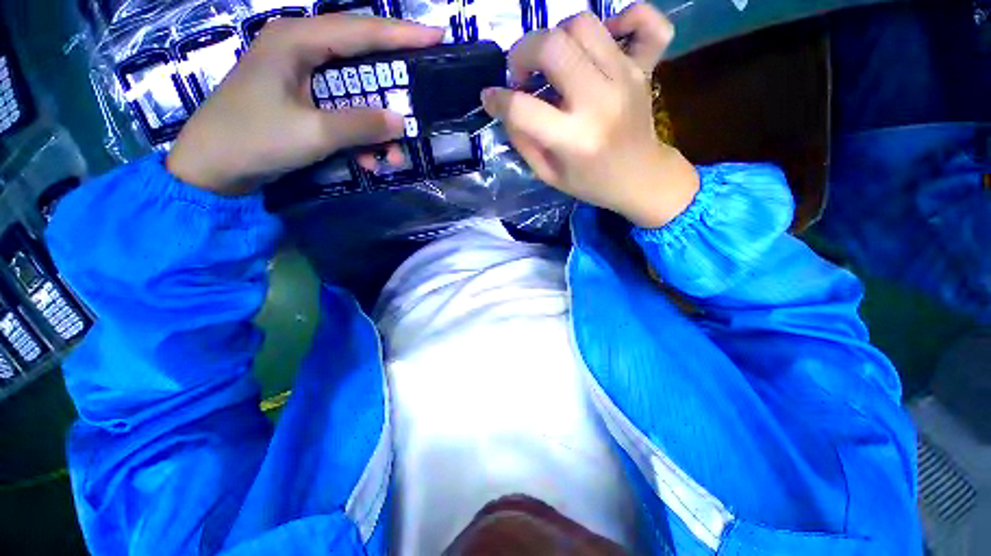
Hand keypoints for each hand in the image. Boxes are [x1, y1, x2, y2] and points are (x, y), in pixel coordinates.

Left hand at [167, 16, 442, 195]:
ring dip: (377, 127)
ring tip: (393, 156)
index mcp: (297, 41)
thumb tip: (401, 121)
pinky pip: (341, 111)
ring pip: (355, 93)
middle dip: (393, 89)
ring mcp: (300, 76)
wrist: (211, 168)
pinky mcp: (301, 100)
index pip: (361, 30)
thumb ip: (360, 125)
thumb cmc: (253, 140)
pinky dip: (359, 136)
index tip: (437, 36)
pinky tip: (368, 160)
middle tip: (422, 100)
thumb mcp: (313, 133)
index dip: (403, 34)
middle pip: (362, 60)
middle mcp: (300, 50)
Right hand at [481, 6, 698, 227]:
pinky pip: (644, 20)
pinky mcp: (645, 67)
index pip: (522, 107)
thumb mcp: (548, 175)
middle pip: (552, 45)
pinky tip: (605, 37)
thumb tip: (506, 107)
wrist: (640, 178)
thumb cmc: (591, 183)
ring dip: (558, 37)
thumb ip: (523, 141)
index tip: (491, 98)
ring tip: (554, 63)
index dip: (497, 99)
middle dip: (523, 52)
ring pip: (584, 24)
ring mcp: (626, 77)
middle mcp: (599, 101)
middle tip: (522, 74)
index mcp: (574, 139)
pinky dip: (625, 17)